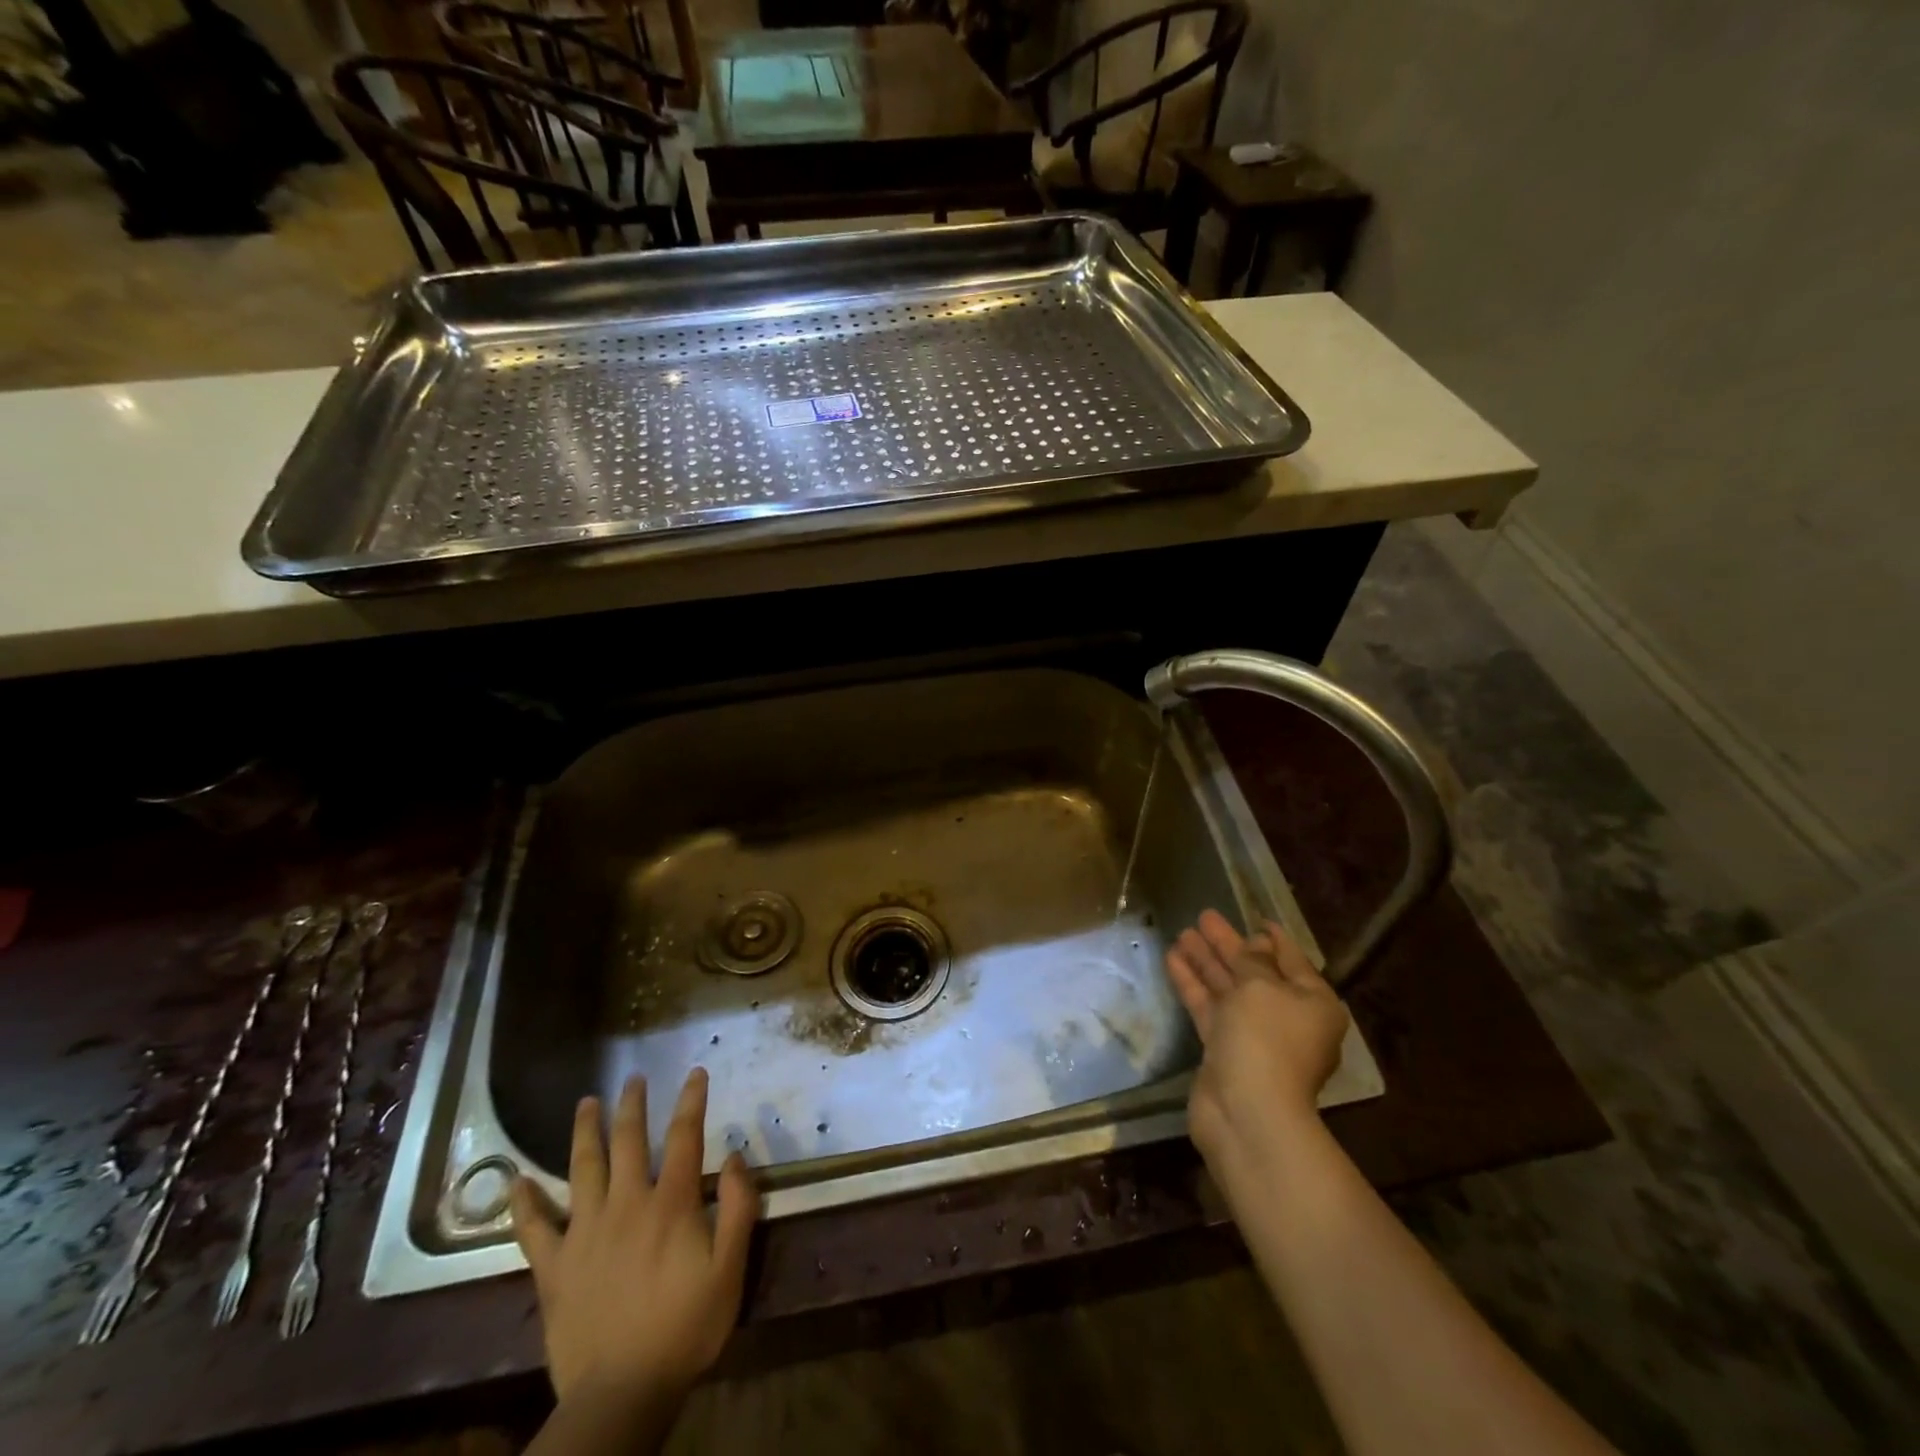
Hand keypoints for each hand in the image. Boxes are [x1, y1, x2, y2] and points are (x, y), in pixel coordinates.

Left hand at [510, 1068, 757, 1416]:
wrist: (621, 1394)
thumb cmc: (684, 1328)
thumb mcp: (730, 1269)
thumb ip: (737, 1208)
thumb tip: (733, 1156)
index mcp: (669, 1203)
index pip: (684, 1136)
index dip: (691, 1100)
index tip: (695, 1072)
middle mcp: (626, 1204)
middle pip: (627, 1141)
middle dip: (632, 1105)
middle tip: (633, 1078)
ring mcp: (585, 1233)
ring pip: (582, 1169)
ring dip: (584, 1132)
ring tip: (585, 1103)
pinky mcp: (554, 1267)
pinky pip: (534, 1228)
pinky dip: (524, 1203)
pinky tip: (515, 1182)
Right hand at [1164, 909, 1349, 1162]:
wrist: (1246, 1110)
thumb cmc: (1265, 1038)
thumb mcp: (1261, 986)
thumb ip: (1253, 960)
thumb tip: (1256, 944)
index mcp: (1313, 1002)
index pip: (1292, 960)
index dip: (1273, 938)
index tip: (1255, 917)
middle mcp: (1286, 1017)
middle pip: (1254, 972)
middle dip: (1229, 945)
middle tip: (1204, 917)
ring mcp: (1254, 1035)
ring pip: (1228, 989)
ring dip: (1206, 961)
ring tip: (1182, 933)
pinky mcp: (1224, 1049)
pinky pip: (1209, 1008)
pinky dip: (1193, 984)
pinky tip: (1173, 959)